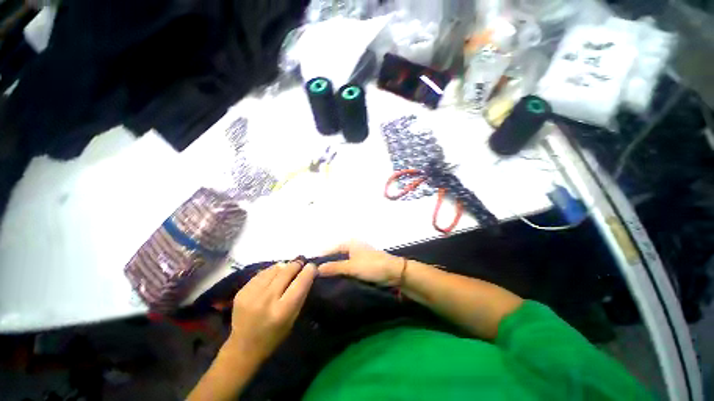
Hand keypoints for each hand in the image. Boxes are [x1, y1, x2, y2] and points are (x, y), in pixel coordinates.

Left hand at [225, 261, 315, 363]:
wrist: (243, 347)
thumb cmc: (274, 336)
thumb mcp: (293, 318)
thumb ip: (300, 295)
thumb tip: (305, 272)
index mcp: (283, 311)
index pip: (300, 282)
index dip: (308, 271)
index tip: (312, 266)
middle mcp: (267, 300)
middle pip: (287, 271)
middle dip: (296, 265)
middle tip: (301, 263)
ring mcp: (252, 294)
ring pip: (274, 269)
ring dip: (284, 267)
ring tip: (287, 269)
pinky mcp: (242, 291)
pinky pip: (262, 273)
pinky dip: (271, 271)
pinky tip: (273, 275)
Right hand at [319, 241, 403, 285]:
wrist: (394, 273)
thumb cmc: (372, 265)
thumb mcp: (352, 266)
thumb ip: (334, 267)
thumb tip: (316, 268)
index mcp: (350, 243)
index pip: (331, 249)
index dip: (322, 257)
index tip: (310, 267)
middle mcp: (353, 248)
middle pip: (336, 256)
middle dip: (327, 265)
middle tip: (315, 276)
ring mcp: (358, 257)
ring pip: (342, 263)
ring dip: (335, 270)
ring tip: (322, 281)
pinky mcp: (363, 265)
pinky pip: (348, 268)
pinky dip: (342, 273)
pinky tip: (336, 281)